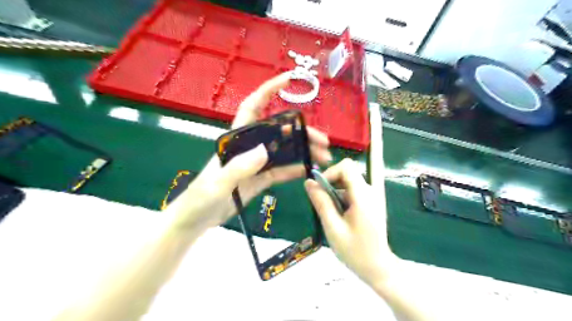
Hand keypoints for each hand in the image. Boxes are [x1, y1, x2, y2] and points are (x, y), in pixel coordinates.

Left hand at [168, 73, 333, 229]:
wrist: (196, 219)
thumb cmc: (200, 198)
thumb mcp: (218, 184)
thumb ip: (239, 167)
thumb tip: (265, 150)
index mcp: (236, 139)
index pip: (253, 107)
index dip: (269, 91)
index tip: (288, 80)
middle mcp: (249, 146)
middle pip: (278, 132)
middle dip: (302, 131)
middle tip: (323, 141)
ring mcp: (256, 163)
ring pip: (284, 151)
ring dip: (304, 151)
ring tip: (324, 158)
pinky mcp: (260, 178)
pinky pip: (281, 170)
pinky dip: (295, 169)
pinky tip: (310, 169)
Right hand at [303, 160, 398, 286]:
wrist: (378, 268)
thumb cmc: (355, 251)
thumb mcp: (333, 227)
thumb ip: (321, 203)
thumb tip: (308, 183)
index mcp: (363, 196)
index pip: (346, 167)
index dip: (330, 173)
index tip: (320, 189)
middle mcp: (369, 191)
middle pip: (346, 174)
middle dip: (330, 185)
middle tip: (322, 205)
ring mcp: (371, 196)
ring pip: (347, 183)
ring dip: (334, 194)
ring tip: (331, 216)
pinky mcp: (369, 202)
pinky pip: (351, 192)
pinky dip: (340, 199)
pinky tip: (339, 218)